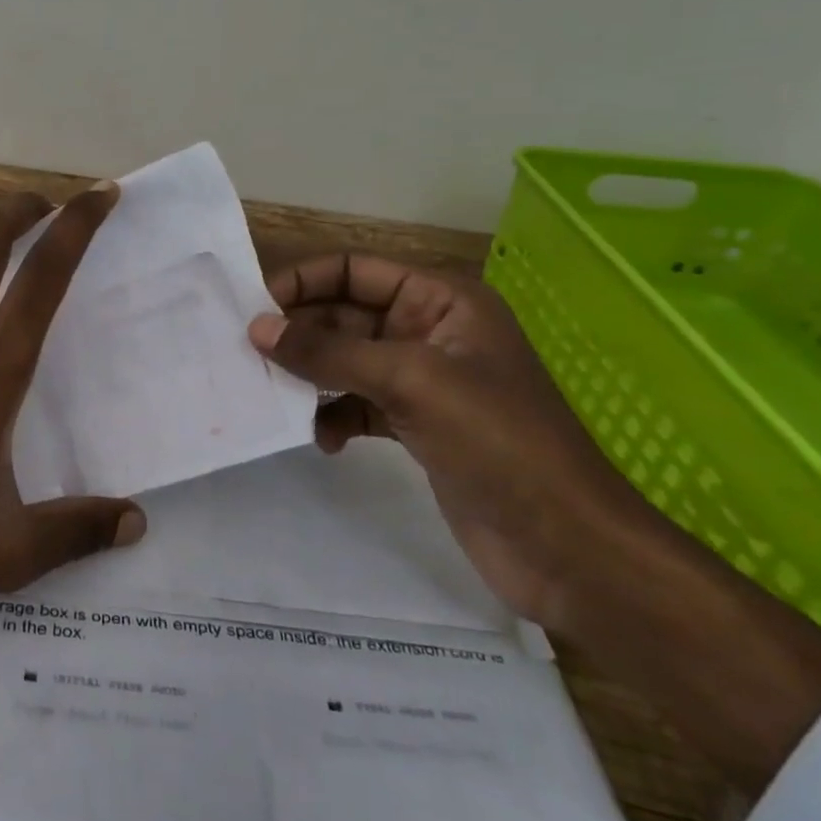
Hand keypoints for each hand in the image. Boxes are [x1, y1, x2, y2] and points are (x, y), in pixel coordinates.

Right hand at [249, 255, 820, 795]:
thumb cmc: (499, 444)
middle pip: (344, 314)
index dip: (303, 282)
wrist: (570, 550)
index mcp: (441, 300)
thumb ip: (330, 352)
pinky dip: (334, 415)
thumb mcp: (411, 383)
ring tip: (277, 398)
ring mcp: (422, 380)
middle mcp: (429, 330)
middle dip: (300, 334)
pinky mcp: (416, 425)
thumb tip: (257, 328)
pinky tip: (322, 440)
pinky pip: (357, 403)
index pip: (354, 270)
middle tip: (250, 358)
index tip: (252, 310)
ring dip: (311, 376)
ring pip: (345, 360)